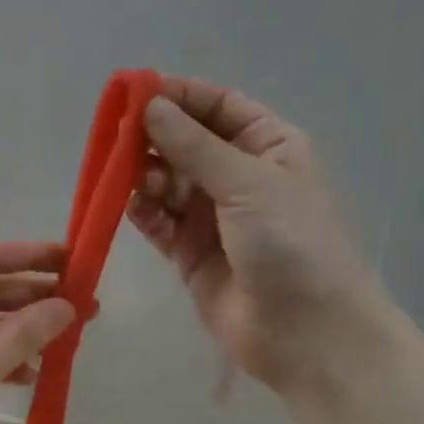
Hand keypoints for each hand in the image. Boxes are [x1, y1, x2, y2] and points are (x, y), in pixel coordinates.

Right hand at [129, 76, 383, 393]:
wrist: (305, 332)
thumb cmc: (291, 243)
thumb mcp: (247, 183)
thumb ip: (194, 146)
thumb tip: (150, 105)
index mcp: (268, 146)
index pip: (218, 106)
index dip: (179, 95)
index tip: (135, 91)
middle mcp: (238, 176)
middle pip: (185, 142)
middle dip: (153, 137)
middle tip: (117, 138)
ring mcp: (211, 216)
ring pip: (166, 181)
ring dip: (145, 176)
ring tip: (130, 179)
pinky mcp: (189, 253)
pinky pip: (158, 221)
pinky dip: (143, 212)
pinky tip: (131, 207)